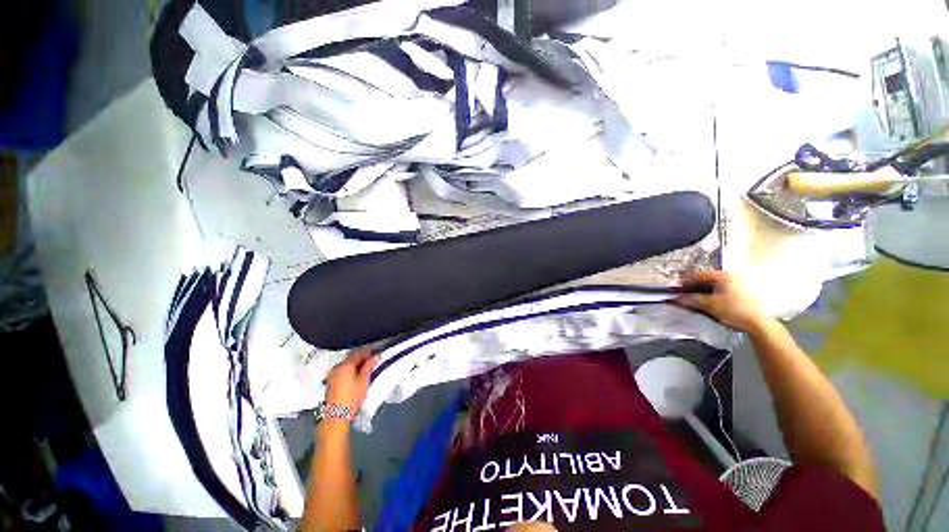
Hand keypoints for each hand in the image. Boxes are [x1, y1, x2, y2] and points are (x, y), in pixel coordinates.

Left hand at [325, 351, 379, 412]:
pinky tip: (355, 375)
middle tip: (372, 360)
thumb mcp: (364, 380)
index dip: (368, 352)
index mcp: (345, 365)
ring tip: (365, 368)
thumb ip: (369, 366)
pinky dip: (349, 370)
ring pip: (346, 365)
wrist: (337, 415)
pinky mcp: (330, 382)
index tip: (376, 353)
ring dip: (355, 364)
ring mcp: (332, 375)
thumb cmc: (352, 396)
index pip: (358, 353)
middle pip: (351, 358)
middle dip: (362, 358)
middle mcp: (337, 367)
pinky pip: (342, 371)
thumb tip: (376, 356)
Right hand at [676, 270, 766, 331]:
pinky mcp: (741, 293)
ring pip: (713, 285)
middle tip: (682, 291)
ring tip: (692, 296)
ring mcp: (737, 284)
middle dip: (693, 285)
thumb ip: (692, 299)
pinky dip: (710, 293)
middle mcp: (731, 276)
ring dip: (701, 290)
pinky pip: (720, 289)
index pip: (699, 274)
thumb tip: (677, 298)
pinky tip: (705, 299)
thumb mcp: (710, 305)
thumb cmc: (734, 310)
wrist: (758, 324)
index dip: (685, 279)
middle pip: (706, 279)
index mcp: (724, 275)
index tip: (675, 284)